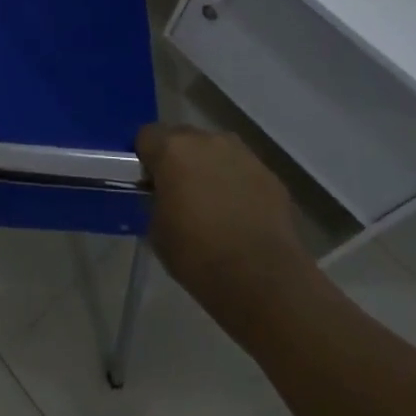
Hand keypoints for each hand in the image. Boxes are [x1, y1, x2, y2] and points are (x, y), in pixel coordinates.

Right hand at [137, 123, 306, 295]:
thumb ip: (156, 199)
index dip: (145, 159)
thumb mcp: (156, 228)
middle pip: (183, 138)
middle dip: (178, 159)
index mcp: (172, 149)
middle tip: (179, 193)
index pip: (146, 136)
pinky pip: (243, 171)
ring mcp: (243, 155)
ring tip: (213, 204)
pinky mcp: (270, 175)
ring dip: (209, 168)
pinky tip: (240, 215)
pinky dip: (237, 184)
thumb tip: (164, 196)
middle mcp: (207, 140)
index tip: (149, 184)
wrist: (261, 280)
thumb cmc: (197, 254)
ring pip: (216, 152)